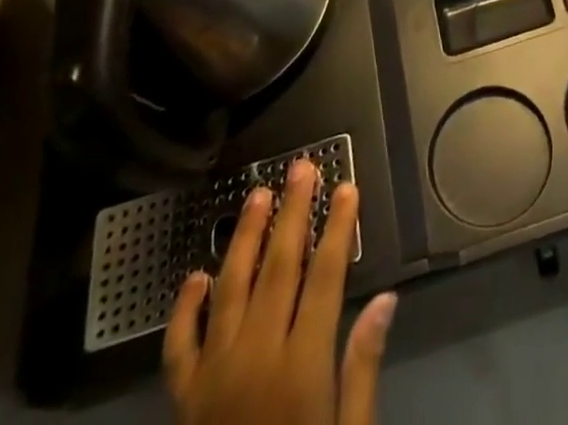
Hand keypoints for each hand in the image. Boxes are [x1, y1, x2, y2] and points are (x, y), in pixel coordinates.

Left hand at [163, 157, 397, 424]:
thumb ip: (362, 368)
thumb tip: (387, 300)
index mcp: (301, 367)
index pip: (324, 277)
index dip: (337, 228)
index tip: (347, 187)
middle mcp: (255, 358)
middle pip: (277, 268)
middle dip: (293, 213)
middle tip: (301, 168)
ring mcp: (213, 376)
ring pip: (229, 289)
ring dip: (244, 238)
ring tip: (256, 195)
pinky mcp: (184, 399)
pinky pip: (180, 345)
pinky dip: (185, 307)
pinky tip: (196, 275)